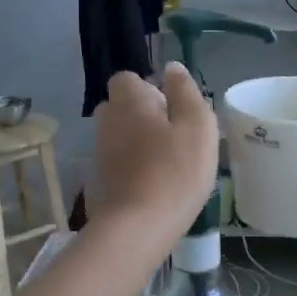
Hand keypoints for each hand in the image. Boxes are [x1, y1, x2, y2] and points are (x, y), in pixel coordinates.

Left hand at [91, 64, 217, 244]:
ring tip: (169, 164)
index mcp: (129, 100)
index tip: (173, 110)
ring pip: (121, 135)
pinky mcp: (100, 180)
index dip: (150, 89)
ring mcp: (99, 152)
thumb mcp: (197, 125)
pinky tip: (156, 185)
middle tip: (175, 137)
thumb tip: (172, 68)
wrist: (138, 227)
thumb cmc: (175, 170)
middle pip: (123, 107)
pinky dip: (134, 166)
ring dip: (140, 142)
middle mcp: (107, 120)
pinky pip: (119, 161)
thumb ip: (186, 92)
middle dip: (144, 115)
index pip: (128, 79)